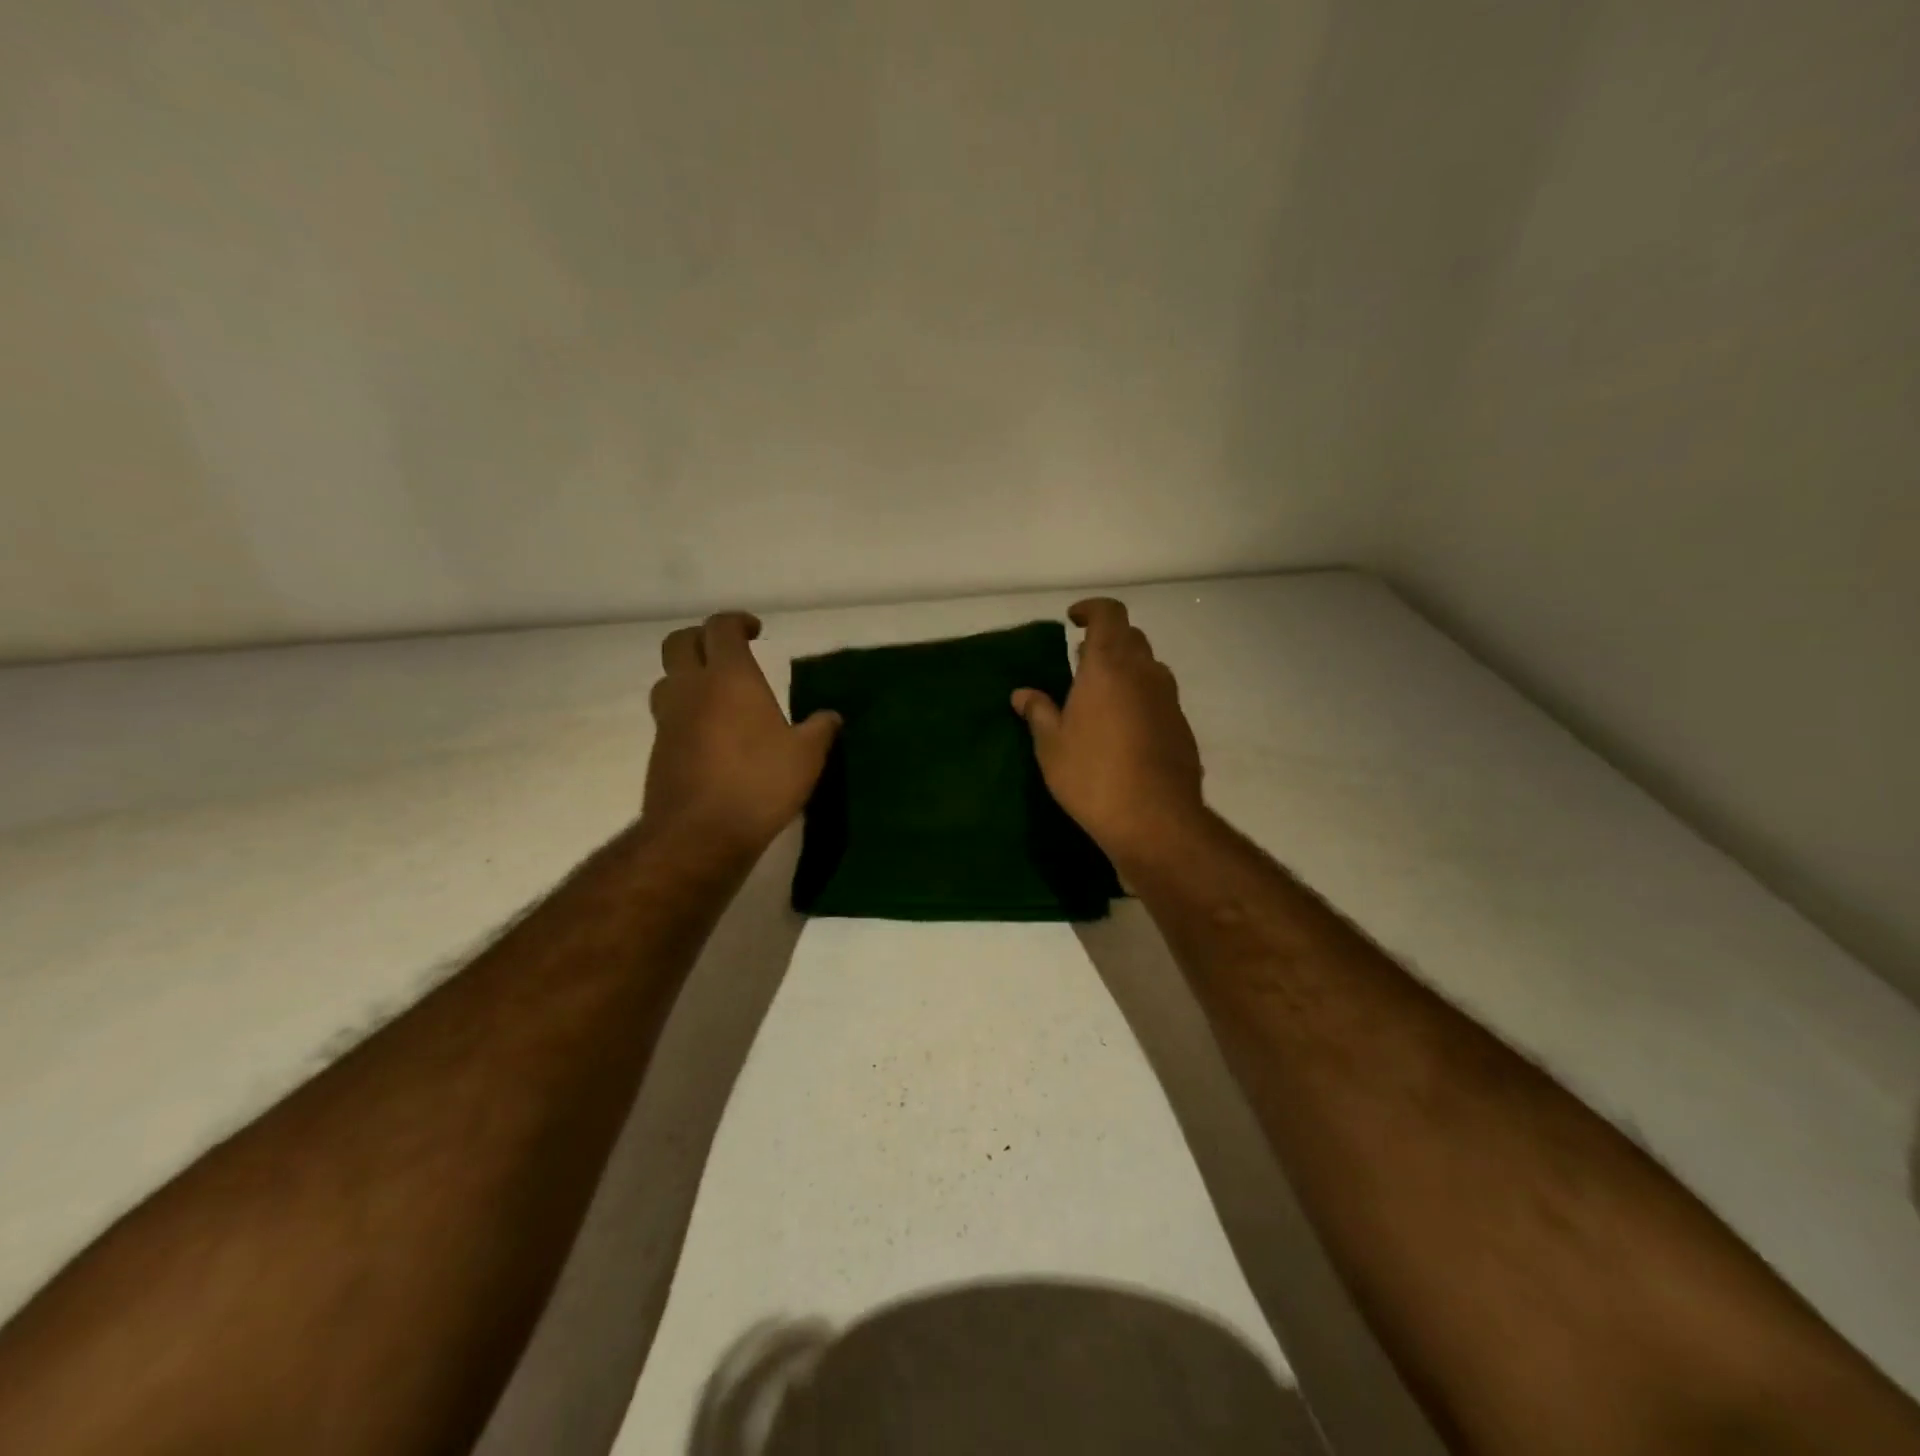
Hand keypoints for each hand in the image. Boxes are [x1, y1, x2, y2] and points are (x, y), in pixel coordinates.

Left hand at [644, 612, 840, 852]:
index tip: (755, 631)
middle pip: (679, 642)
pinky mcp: (659, 751)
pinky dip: (687, 713)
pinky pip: (669, 716)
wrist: (700, 834)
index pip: (721, 627)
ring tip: (717, 694)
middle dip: (701, 638)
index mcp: (729, 677)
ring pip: (667, 679)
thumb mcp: (806, 756)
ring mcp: (669, 720)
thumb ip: (820, 729)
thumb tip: (830, 717)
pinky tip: (712, 736)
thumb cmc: (759, 783)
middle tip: (728, 652)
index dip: (737, 622)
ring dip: (688, 676)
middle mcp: (692, 689)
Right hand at [1012, 598, 1204, 865]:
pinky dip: (1140, 698)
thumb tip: (1022, 693)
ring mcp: (1168, 700)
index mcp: (1109, 666)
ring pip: (1148, 667)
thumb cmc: (1092, 775)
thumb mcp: (1051, 745)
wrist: (1154, 819)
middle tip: (1080, 659)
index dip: (1092, 609)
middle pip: (1131, 637)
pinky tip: (1123, 729)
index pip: (1109, 614)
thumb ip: (1038, 712)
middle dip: (1107, 640)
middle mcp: (1144, 673)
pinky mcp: (1182, 726)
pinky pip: (1158, 698)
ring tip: (1099, 695)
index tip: (1073, 619)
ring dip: (1126, 669)